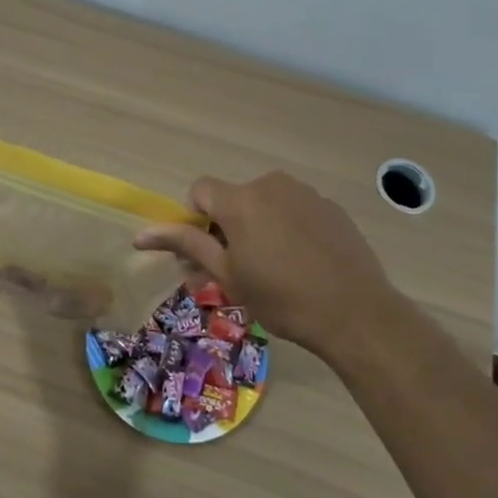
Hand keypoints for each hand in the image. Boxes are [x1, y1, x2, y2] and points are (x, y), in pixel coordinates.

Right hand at [134, 171, 400, 356]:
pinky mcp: (329, 206)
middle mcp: (269, 184)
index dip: (197, 218)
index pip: (200, 190)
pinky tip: (304, 263)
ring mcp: (304, 192)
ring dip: (259, 227)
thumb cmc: (281, 298)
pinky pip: (294, 209)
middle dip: (228, 227)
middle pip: (233, 198)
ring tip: (275, 269)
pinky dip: (288, 228)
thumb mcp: (227, 275)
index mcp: (239, 200)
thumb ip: (186, 245)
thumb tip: (141, 235)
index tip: (210, 252)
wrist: (356, 312)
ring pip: (265, 203)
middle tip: (239, 270)